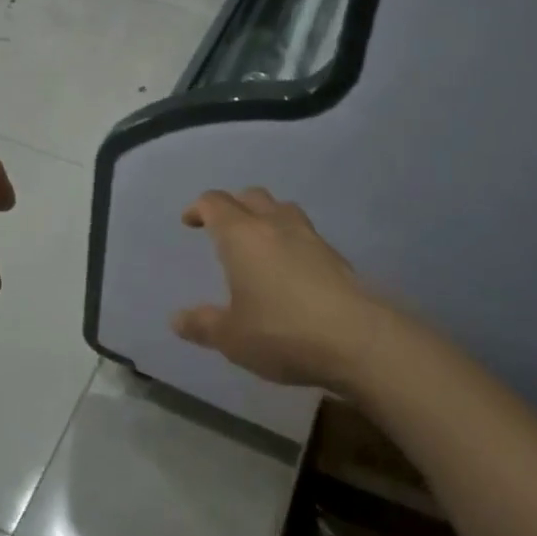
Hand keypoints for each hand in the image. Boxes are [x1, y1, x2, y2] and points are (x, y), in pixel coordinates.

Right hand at [172, 188, 387, 389]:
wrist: (359, 339)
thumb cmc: (283, 332)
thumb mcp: (232, 337)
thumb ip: (203, 325)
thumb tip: (177, 319)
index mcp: (241, 235)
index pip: (214, 203)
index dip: (198, 208)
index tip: (189, 222)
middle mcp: (274, 225)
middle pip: (250, 196)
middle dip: (232, 206)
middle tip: (222, 227)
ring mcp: (309, 237)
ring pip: (282, 208)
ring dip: (266, 215)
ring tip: (259, 241)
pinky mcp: (336, 256)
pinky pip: (305, 233)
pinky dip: (291, 239)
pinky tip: (291, 268)